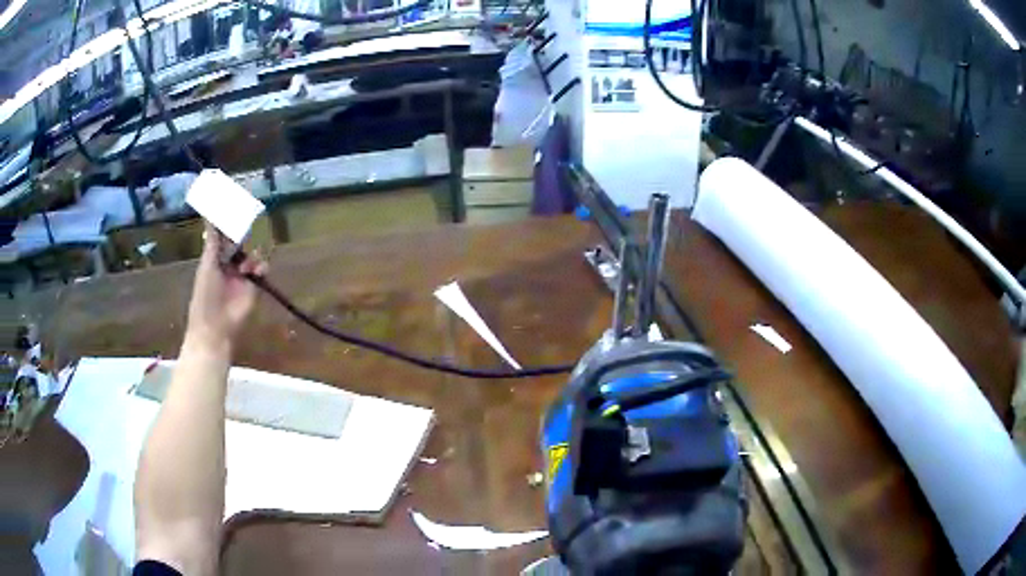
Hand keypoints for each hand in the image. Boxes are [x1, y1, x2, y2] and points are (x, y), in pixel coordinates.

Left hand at [185, 223, 267, 350]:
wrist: (216, 326)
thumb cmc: (206, 296)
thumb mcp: (207, 265)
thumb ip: (212, 241)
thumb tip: (210, 215)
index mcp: (213, 259)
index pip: (222, 237)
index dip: (226, 223)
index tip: (231, 206)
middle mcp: (228, 264)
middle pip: (238, 244)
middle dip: (242, 235)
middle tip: (248, 223)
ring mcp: (241, 276)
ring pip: (251, 255)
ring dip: (250, 255)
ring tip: (245, 266)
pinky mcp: (253, 286)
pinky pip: (262, 270)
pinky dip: (261, 267)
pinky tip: (256, 270)